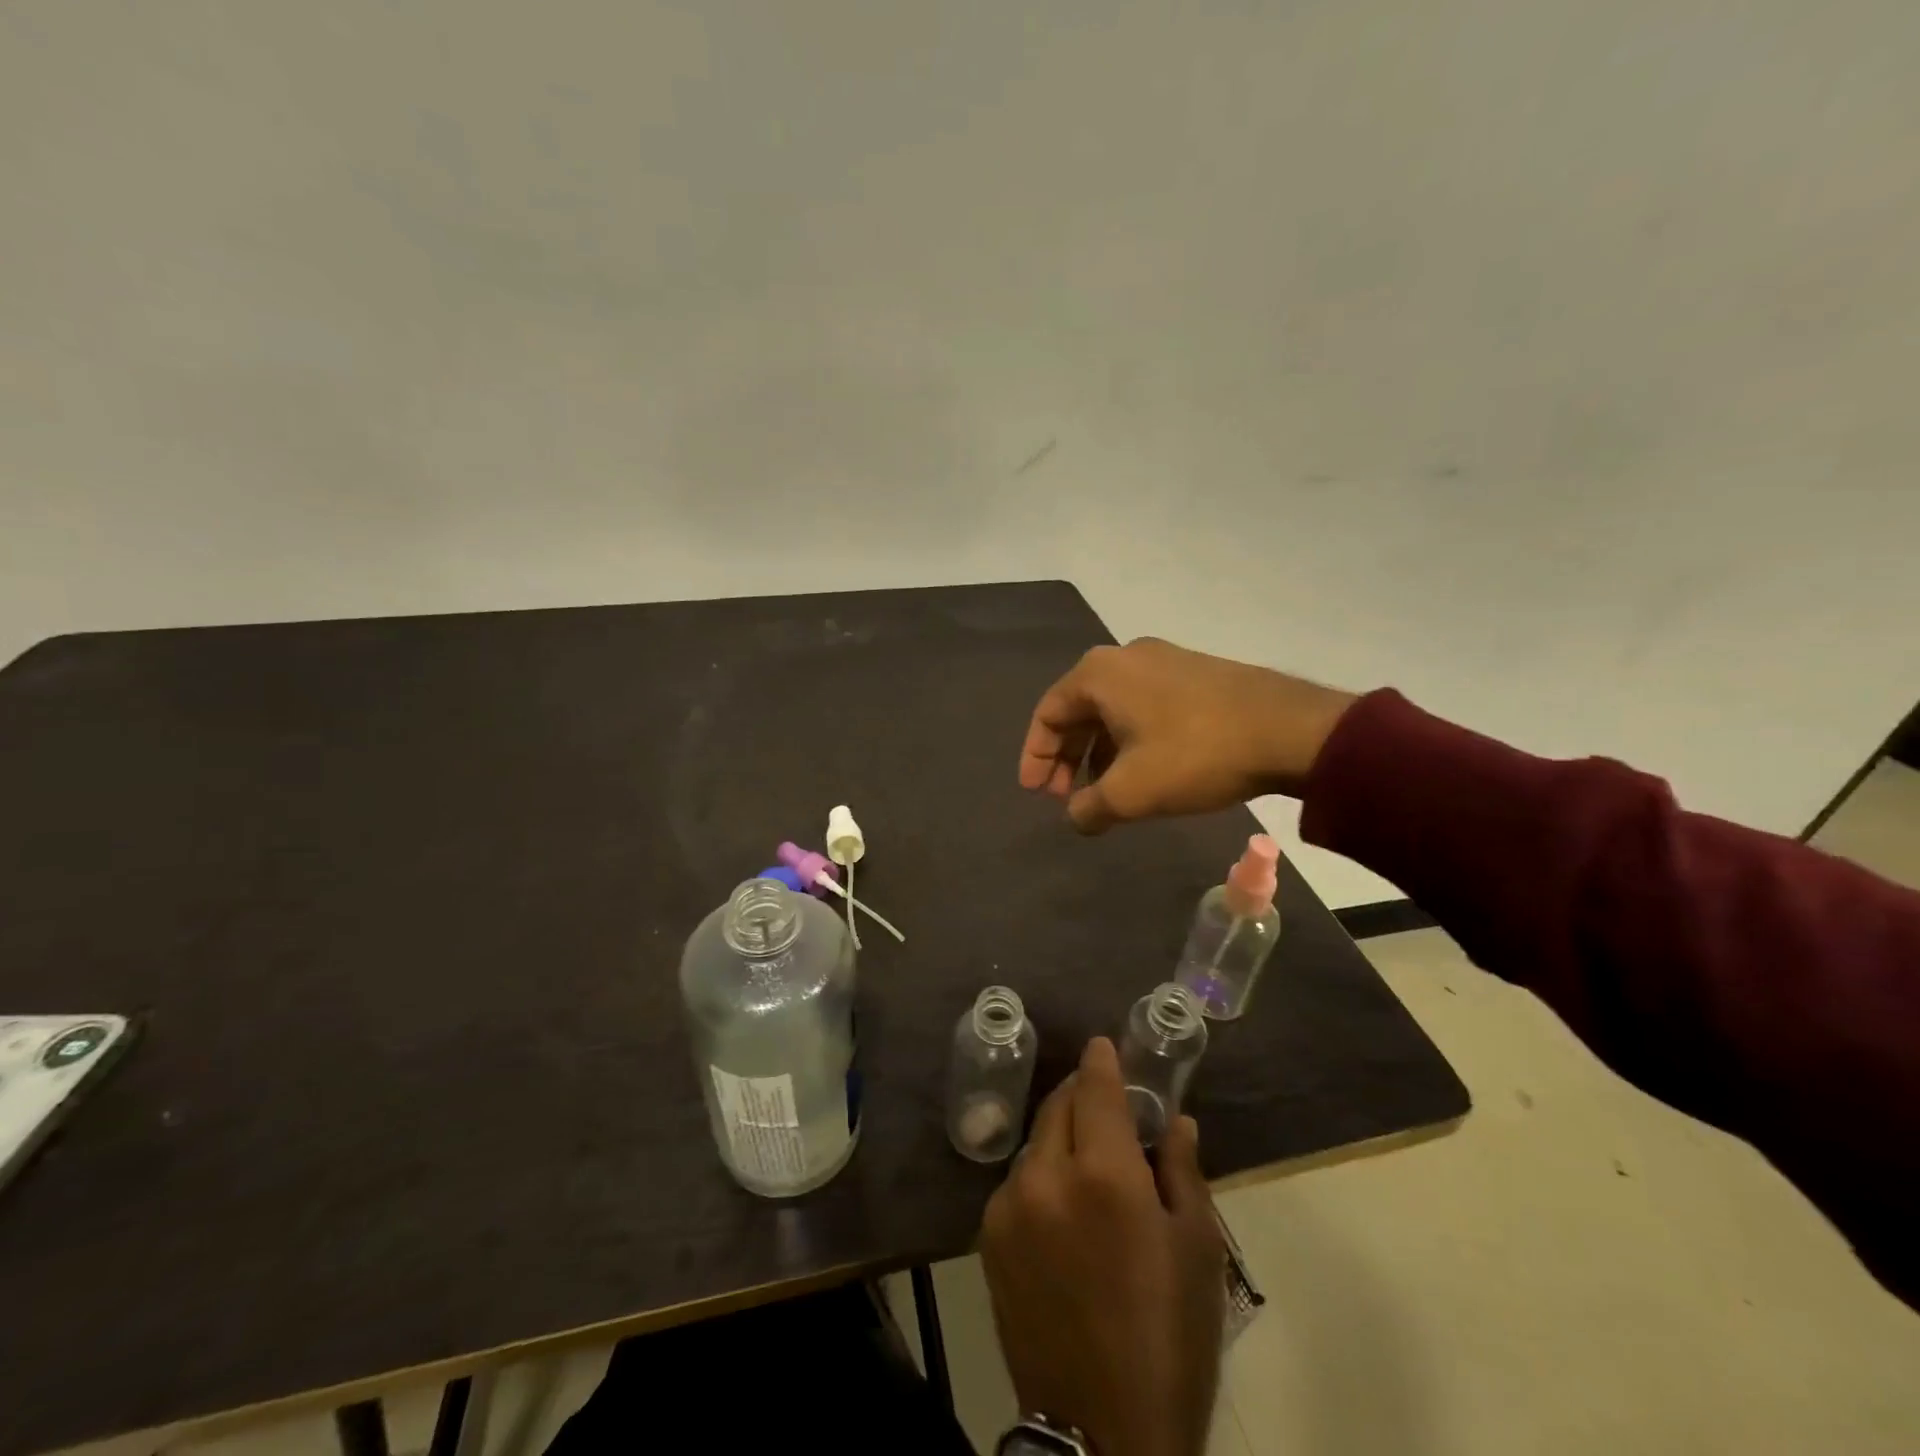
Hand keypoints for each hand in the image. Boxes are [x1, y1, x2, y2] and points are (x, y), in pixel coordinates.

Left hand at [979, 1038, 1225, 1455]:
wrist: (1102, 1437)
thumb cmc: (1169, 1339)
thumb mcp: (1198, 1251)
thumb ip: (1182, 1171)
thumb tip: (1176, 1121)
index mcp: (1105, 1175)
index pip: (1095, 1088)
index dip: (1101, 1060)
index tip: (1104, 1046)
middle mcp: (1047, 1175)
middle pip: (1059, 1106)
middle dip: (1082, 1095)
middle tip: (1105, 1103)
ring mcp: (1010, 1205)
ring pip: (1036, 1142)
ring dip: (1061, 1137)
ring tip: (1088, 1162)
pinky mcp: (988, 1236)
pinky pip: (1018, 1182)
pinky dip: (1041, 1175)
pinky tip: (1061, 1207)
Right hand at [1018, 638, 1356, 832]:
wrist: (1289, 729)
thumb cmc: (1194, 754)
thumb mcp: (1131, 791)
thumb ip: (1089, 807)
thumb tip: (1076, 817)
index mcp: (1099, 674)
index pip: (1048, 713)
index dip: (1035, 756)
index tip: (1036, 793)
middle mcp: (1126, 657)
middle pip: (1078, 710)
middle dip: (1067, 757)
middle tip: (1065, 796)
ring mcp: (1164, 661)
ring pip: (1113, 710)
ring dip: (1098, 752)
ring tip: (1103, 791)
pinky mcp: (1195, 674)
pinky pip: (1143, 707)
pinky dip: (1129, 740)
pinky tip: (1142, 772)